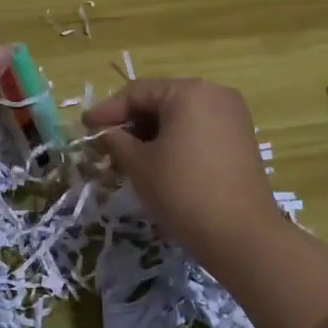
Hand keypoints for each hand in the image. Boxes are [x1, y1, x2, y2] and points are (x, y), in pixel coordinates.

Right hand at [84, 79, 277, 266]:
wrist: (242, 235)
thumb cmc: (183, 192)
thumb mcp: (140, 165)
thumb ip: (116, 141)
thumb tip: (104, 132)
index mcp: (188, 91)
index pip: (137, 93)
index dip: (107, 110)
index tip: (85, 127)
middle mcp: (214, 93)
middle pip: (160, 100)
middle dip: (131, 122)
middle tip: (104, 144)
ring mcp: (232, 115)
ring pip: (180, 115)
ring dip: (152, 132)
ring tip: (128, 156)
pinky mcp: (241, 138)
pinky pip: (199, 128)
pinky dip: (176, 140)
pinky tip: (159, 161)